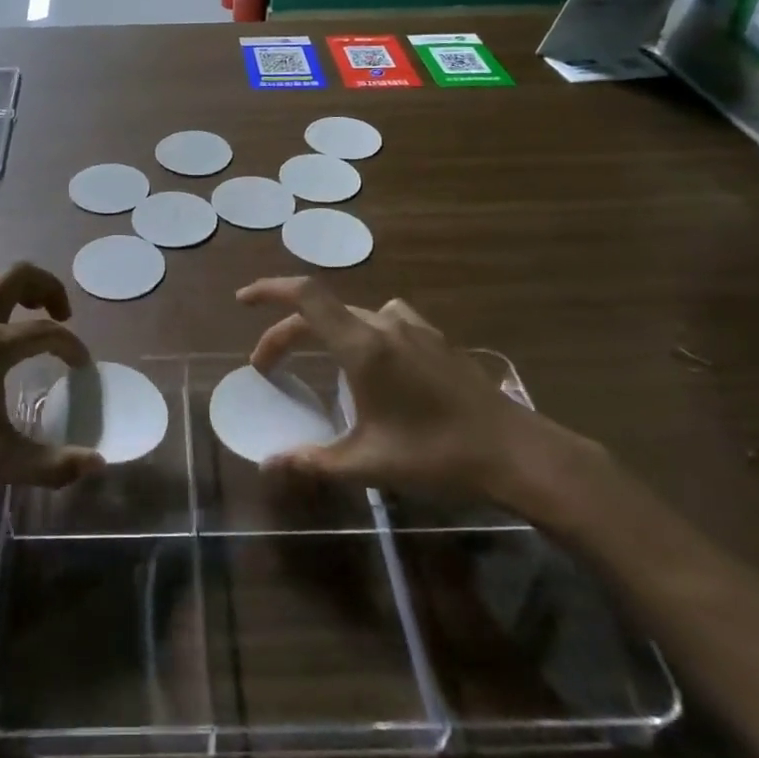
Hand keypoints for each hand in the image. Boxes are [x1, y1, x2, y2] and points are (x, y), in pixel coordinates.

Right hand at [237, 277, 589, 515]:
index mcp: (363, 346)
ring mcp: (414, 328)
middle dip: (287, 334)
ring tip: (317, 361)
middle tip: (268, 367)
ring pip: (353, 316)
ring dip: (324, 332)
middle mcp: (384, 325)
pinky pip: (385, 320)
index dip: (269, 290)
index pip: (305, 297)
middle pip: (321, 313)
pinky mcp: (435, 338)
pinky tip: (374, 359)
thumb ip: (312, 461)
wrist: (516, 452)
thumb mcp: (368, 463)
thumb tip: (266, 466)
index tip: (243, 300)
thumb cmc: (436, 455)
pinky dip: (361, 331)